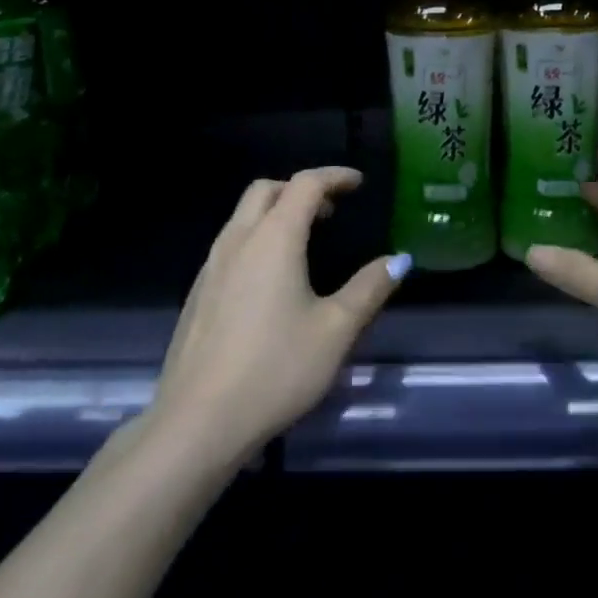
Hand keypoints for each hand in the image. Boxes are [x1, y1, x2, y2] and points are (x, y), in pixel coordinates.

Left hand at [149, 167, 408, 457]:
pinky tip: (271, 280)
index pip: (305, 185)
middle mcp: (237, 241)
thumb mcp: (336, 330)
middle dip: (300, 189)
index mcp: (273, 239)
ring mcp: (210, 266)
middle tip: (331, 211)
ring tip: (306, 241)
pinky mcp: (198, 293)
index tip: (358, 183)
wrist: (199, 420)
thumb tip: (399, 260)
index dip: (334, 177)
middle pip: (266, 190)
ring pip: (243, 217)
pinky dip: (257, 238)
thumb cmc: (277, 369)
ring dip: (276, 212)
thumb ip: (369, 288)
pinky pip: (230, 245)